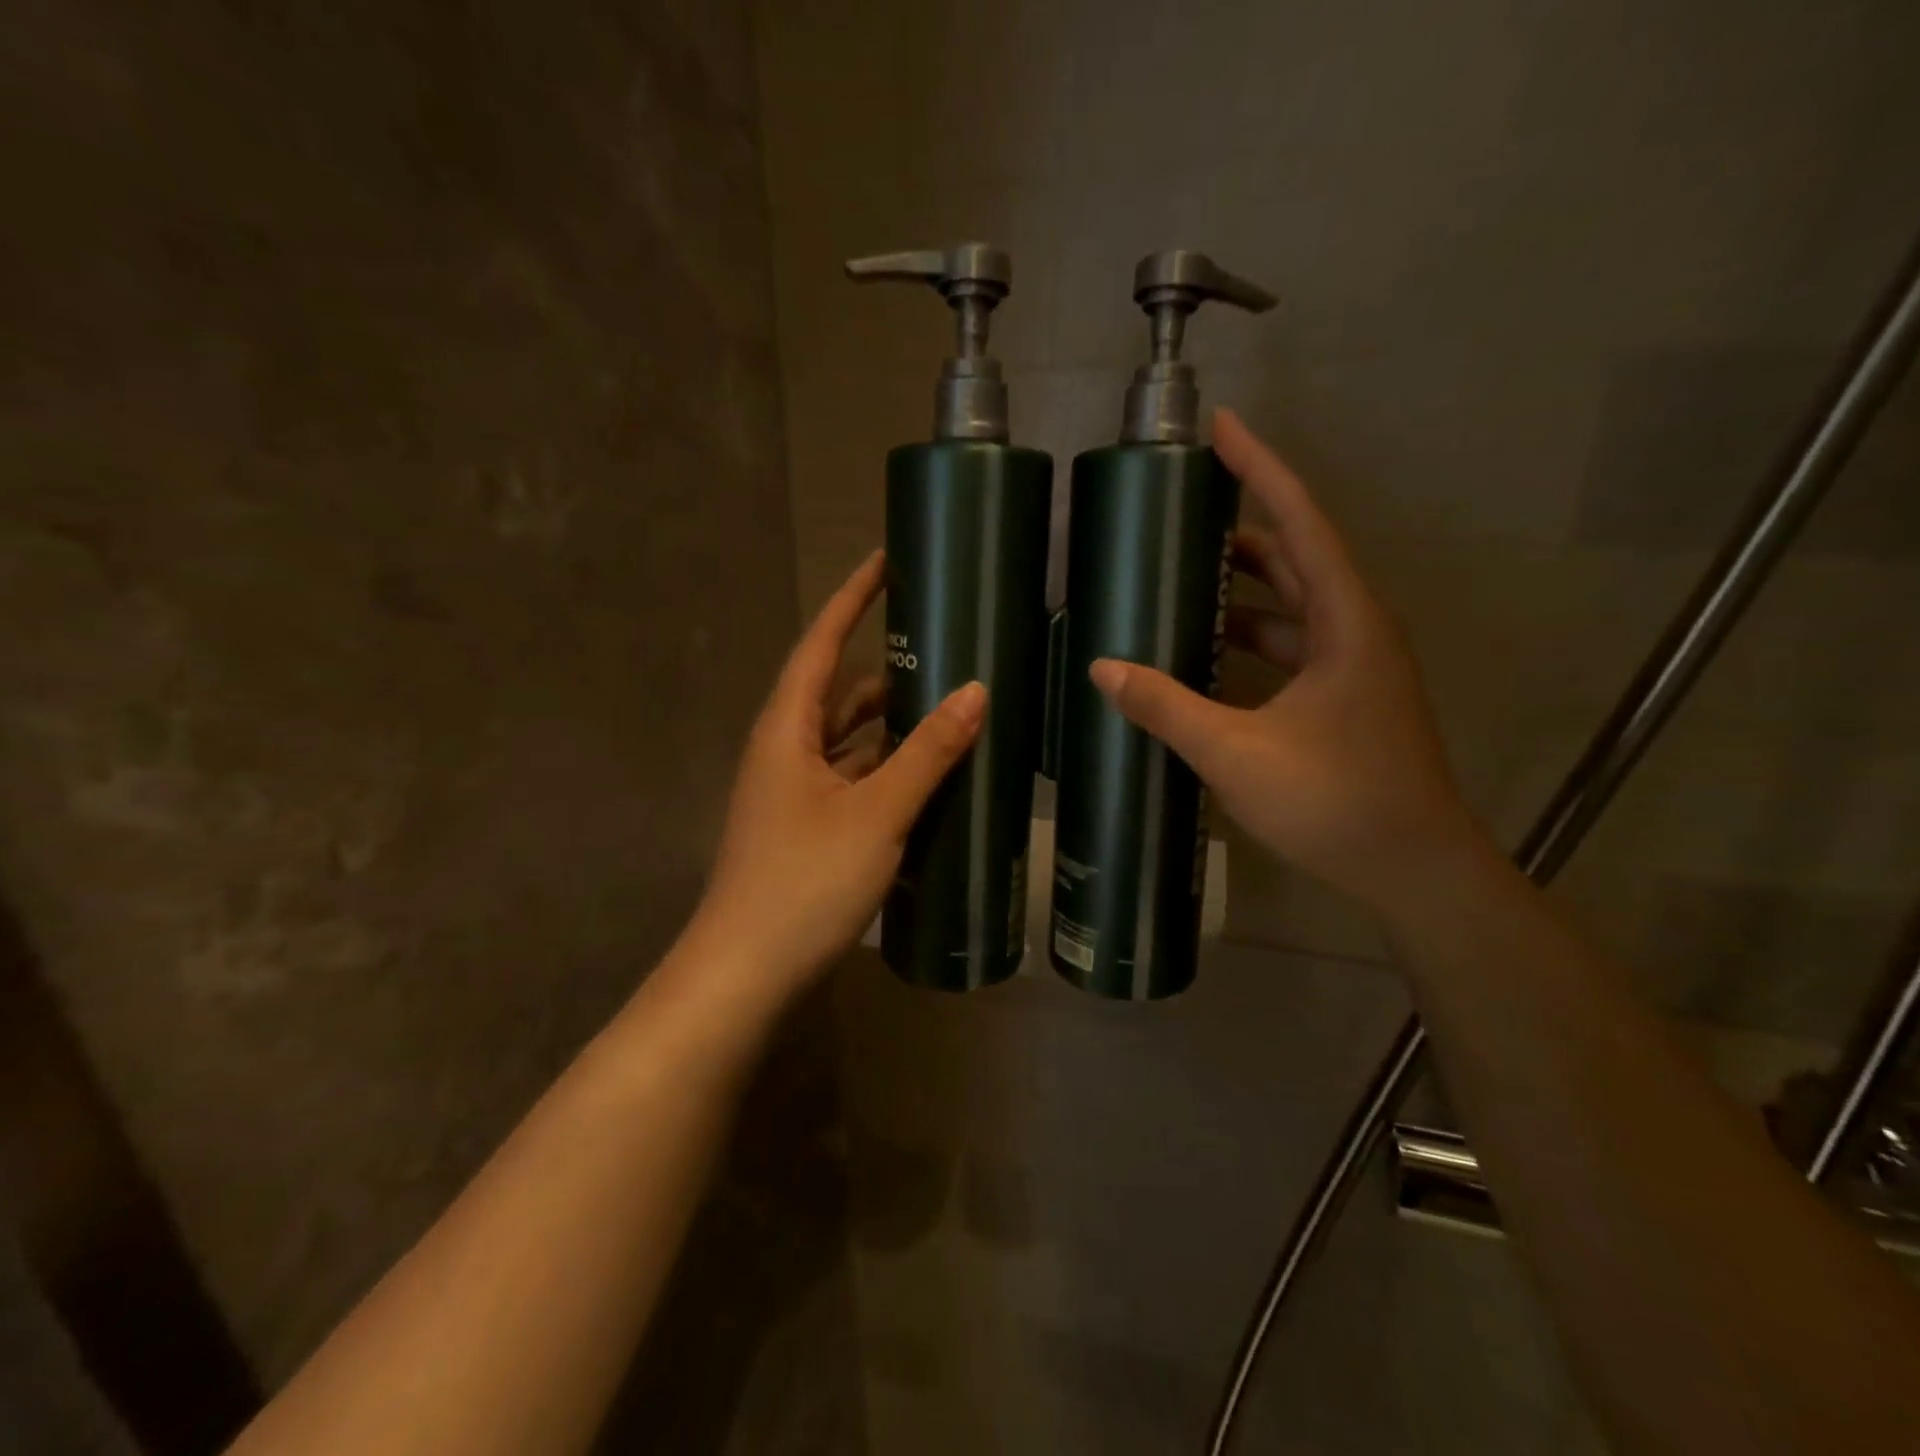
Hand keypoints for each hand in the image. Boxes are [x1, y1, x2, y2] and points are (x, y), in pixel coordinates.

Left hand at [689, 550, 985, 992]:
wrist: (746, 973)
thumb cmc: (804, 882)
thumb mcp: (876, 812)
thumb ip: (926, 753)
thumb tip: (974, 691)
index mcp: (786, 730)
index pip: (821, 645)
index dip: (852, 600)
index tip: (886, 562)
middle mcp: (786, 751)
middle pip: (839, 692)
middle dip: (888, 668)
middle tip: (946, 648)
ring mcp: (795, 793)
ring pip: (849, 741)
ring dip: (892, 725)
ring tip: (951, 708)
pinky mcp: (809, 828)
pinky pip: (853, 779)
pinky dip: (887, 769)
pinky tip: (928, 776)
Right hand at [1089, 409, 1479, 912]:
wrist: (1413, 869)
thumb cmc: (1335, 801)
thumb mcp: (1236, 752)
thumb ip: (1167, 706)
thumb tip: (1102, 668)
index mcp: (1346, 622)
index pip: (1299, 523)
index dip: (1259, 470)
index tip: (1221, 427)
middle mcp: (1355, 631)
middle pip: (1296, 556)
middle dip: (1242, 526)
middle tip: (1182, 510)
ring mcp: (1352, 667)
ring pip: (1293, 605)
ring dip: (1244, 587)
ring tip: (1183, 575)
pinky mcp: (1343, 699)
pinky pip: (1290, 646)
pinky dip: (1249, 637)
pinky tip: (1206, 650)